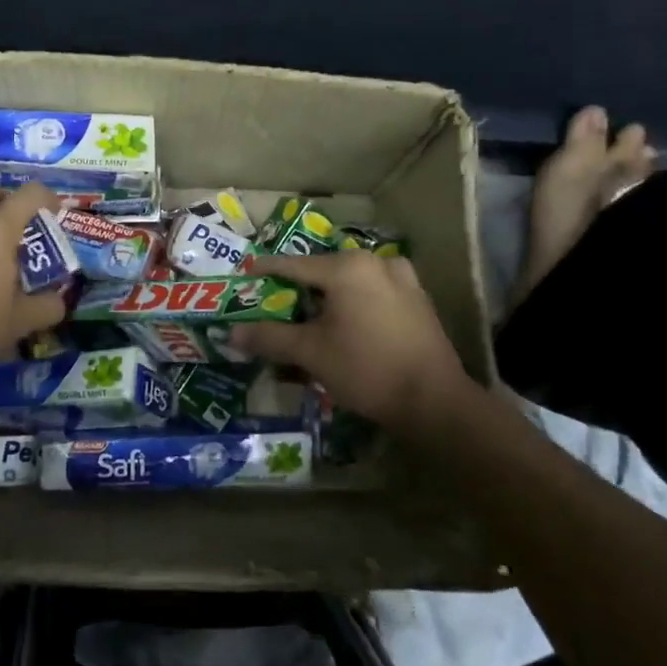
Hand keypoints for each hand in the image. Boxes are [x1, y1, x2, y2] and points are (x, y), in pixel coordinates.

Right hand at [231, 251, 476, 429]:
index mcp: (347, 267)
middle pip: (323, 273)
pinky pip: (374, 295)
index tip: (245, 275)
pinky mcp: (418, 301)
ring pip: (350, 284)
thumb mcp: (310, 353)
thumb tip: (231, 333)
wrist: (435, 402)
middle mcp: (375, 262)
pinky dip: (354, 306)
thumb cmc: (366, 368)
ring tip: (311, 322)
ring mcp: (403, 279)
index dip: (265, 271)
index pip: (293, 264)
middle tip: (277, 308)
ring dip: (328, 300)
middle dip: (298, 291)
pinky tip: (347, 329)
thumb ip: (269, 337)